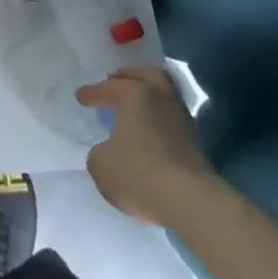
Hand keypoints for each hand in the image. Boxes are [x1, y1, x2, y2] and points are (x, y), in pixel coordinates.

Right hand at [77, 65, 221, 225]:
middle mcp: (161, 98)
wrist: (192, 203)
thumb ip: (100, 152)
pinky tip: (148, 133)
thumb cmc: (139, 174)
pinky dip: (158, 121)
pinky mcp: (197, 144)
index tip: (80, 97)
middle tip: (115, 82)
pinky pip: (171, 120)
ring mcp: (182, 120)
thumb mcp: (101, 165)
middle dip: (129, 77)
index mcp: (136, 94)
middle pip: (148, 76)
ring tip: (133, 110)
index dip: (92, 93)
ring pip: (164, 97)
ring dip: (148, 100)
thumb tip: (109, 151)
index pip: (109, 87)